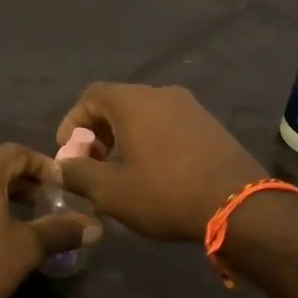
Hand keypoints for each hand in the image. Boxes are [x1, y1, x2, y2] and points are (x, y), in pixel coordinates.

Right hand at [55, 84, 264, 241]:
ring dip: (125, 137)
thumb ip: (76, 174)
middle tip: (92, 164)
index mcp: (132, 101)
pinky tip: (154, 171)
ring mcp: (190, 106)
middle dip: (98, 132)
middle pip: (118, 104)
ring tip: (121, 171)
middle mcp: (161, 93)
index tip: (68, 152)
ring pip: (145, 114)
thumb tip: (59, 167)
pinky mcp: (210, 124)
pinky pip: (168, 124)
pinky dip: (151, 140)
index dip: (72, 122)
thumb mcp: (109, 191)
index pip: (91, 96)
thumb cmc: (164, 193)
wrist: (238, 204)